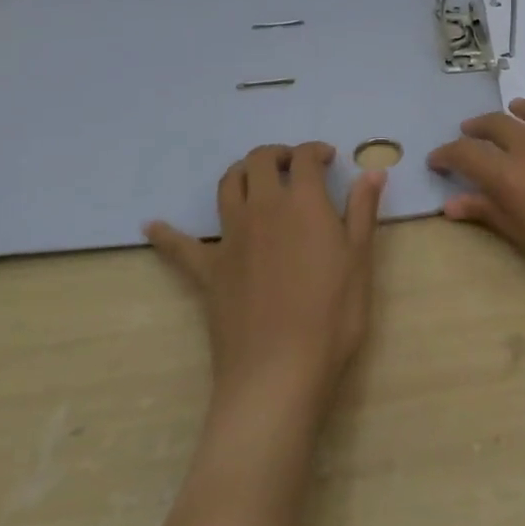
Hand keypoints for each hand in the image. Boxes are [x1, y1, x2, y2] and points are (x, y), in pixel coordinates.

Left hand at [147, 143, 385, 417]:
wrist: (278, 374)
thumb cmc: (331, 317)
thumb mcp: (360, 261)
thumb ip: (362, 211)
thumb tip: (373, 170)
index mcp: (303, 203)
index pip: (304, 159)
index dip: (315, 151)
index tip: (327, 159)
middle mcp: (263, 208)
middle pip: (260, 161)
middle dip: (277, 154)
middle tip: (293, 166)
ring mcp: (231, 238)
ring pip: (227, 186)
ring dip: (241, 173)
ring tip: (254, 180)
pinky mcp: (208, 270)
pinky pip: (180, 247)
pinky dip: (167, 233)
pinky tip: (151, 225)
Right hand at [428, 97, 524, 321]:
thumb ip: (490, 215)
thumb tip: (451, 203)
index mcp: (512, 173)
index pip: (467, 154)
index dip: (446, 154)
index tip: (437, 160)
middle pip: (496, 124)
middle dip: (477, 130)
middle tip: (470, 136)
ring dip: (518, 111)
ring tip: (513, 113)